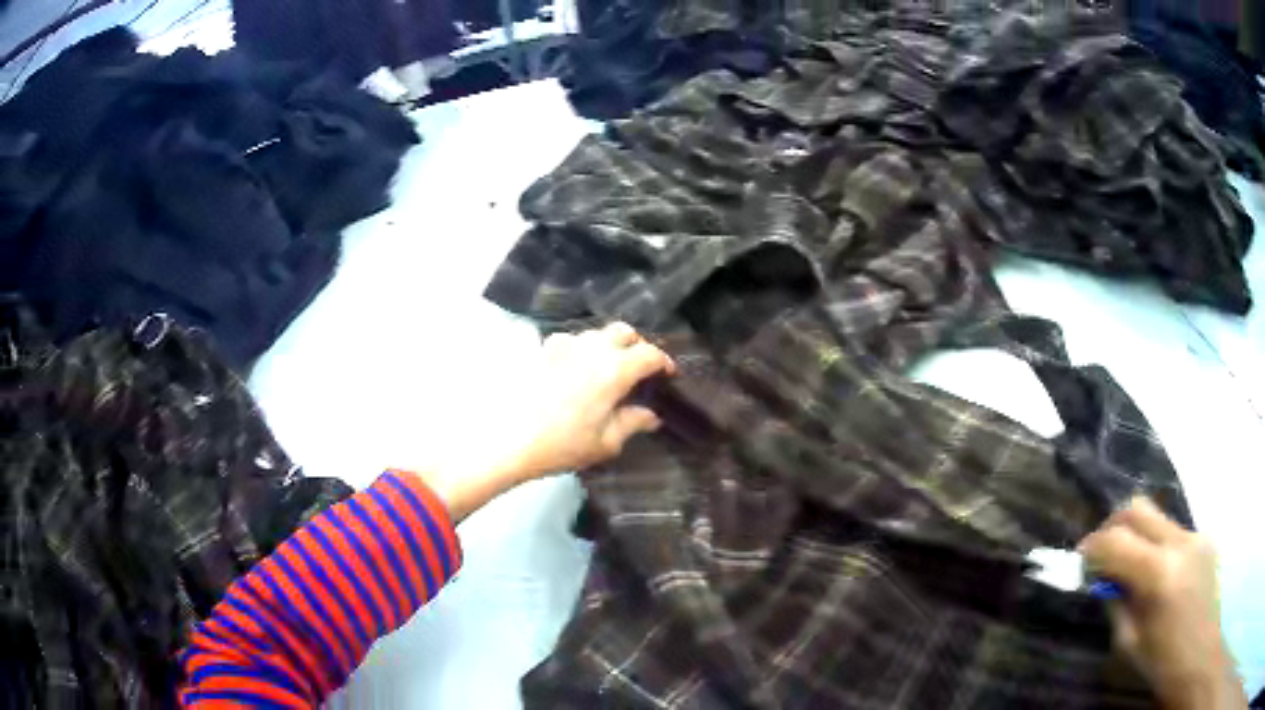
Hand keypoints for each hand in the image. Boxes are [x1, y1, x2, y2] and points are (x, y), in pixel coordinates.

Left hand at [418, 322, 675, 520]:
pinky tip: (574, 370)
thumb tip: (650, 415)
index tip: (667, 375)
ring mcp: (564, 346)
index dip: (663, 362)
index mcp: (615, 369)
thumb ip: (632, 423)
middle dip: (636, 345)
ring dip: (607, 345)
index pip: (649, 354)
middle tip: (639, 368)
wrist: (507, 439)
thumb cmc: (562, 445)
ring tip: (607, 370)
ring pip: (595, 333)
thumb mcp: (605, 443)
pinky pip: (569, 341)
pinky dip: (579, 350)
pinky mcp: (541, 352)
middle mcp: (592, 349)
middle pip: (623, 331)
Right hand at [1079, 498, 1245, 709]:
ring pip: (1157, 517)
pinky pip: (1174, 532)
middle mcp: (1179, 542)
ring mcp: (1195, 535)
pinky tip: (1158, 576)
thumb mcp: (1129, 643)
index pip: (1117, 541)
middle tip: (1101, 553)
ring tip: (1129, 567)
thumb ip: (1116, 603)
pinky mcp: (1205, 537)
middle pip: (1138, 509)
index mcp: (1159, 574)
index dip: (1092, 547)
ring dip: (1136, 535)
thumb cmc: (1161, 661)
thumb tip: (1103, 580)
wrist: (1198, 652)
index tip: (1079, 559)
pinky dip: (1157, 546)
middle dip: (1112, 526)